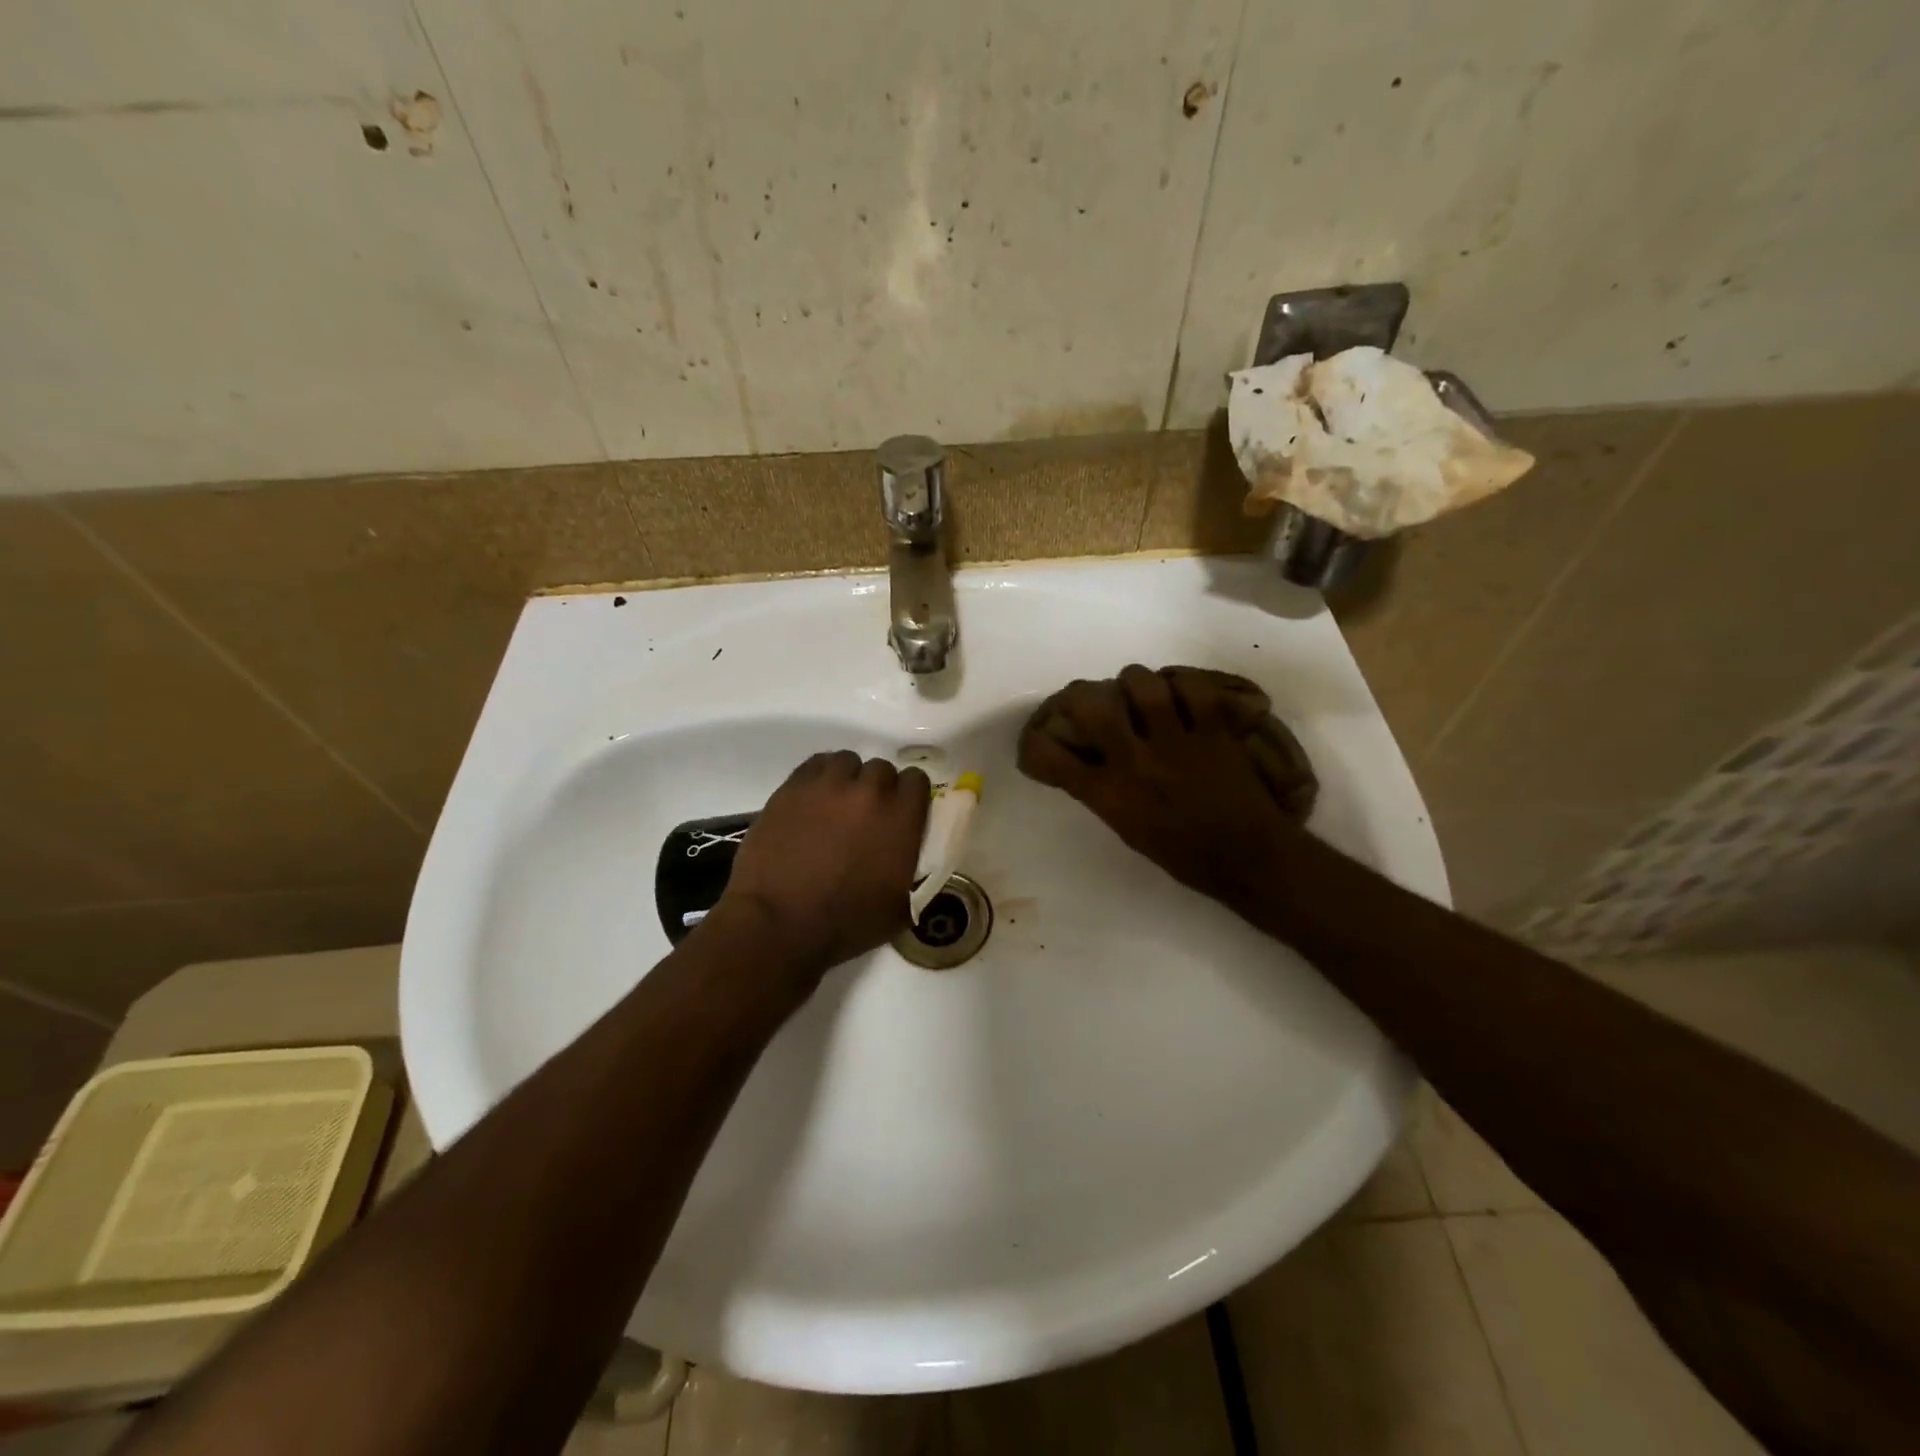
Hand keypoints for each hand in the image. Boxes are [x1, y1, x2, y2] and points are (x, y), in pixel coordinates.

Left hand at [717, 751, 930, 978]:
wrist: (779, 923)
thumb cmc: (845, 924)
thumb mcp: (900, 907)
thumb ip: (914, 872)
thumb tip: (910, 859)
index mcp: (901, 819)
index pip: (917, 780)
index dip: (910, 796)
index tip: (901, 814)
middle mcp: (869, 792)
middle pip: (882, 769)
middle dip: (878, 789)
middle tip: (865, 816)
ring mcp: (828, 785)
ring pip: (847, 761)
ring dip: (847, 779)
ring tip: (836, 805)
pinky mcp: (792, 787)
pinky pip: (815, 764)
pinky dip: (819, 778)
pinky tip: (813, 801)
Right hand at [1017, 665, 1316, 908]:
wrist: (1247, 858)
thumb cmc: (1182, 853)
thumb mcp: (1127, 828)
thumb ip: (1103, 792)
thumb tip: (1085, 760)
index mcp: (1110, 794)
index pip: (1053, 758)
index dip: (1036, 743)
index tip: (1039, 739)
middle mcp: (1136, 761)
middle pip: (1092, 705)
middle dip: (1081, 695)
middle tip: (1089, 699)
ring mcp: (1177, 741)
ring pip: (1142, 683)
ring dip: (1134, 683)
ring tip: (1139, 693)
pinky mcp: (1214, 730)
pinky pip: (1194, 687)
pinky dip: (1184, 684)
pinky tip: (1181, 694)